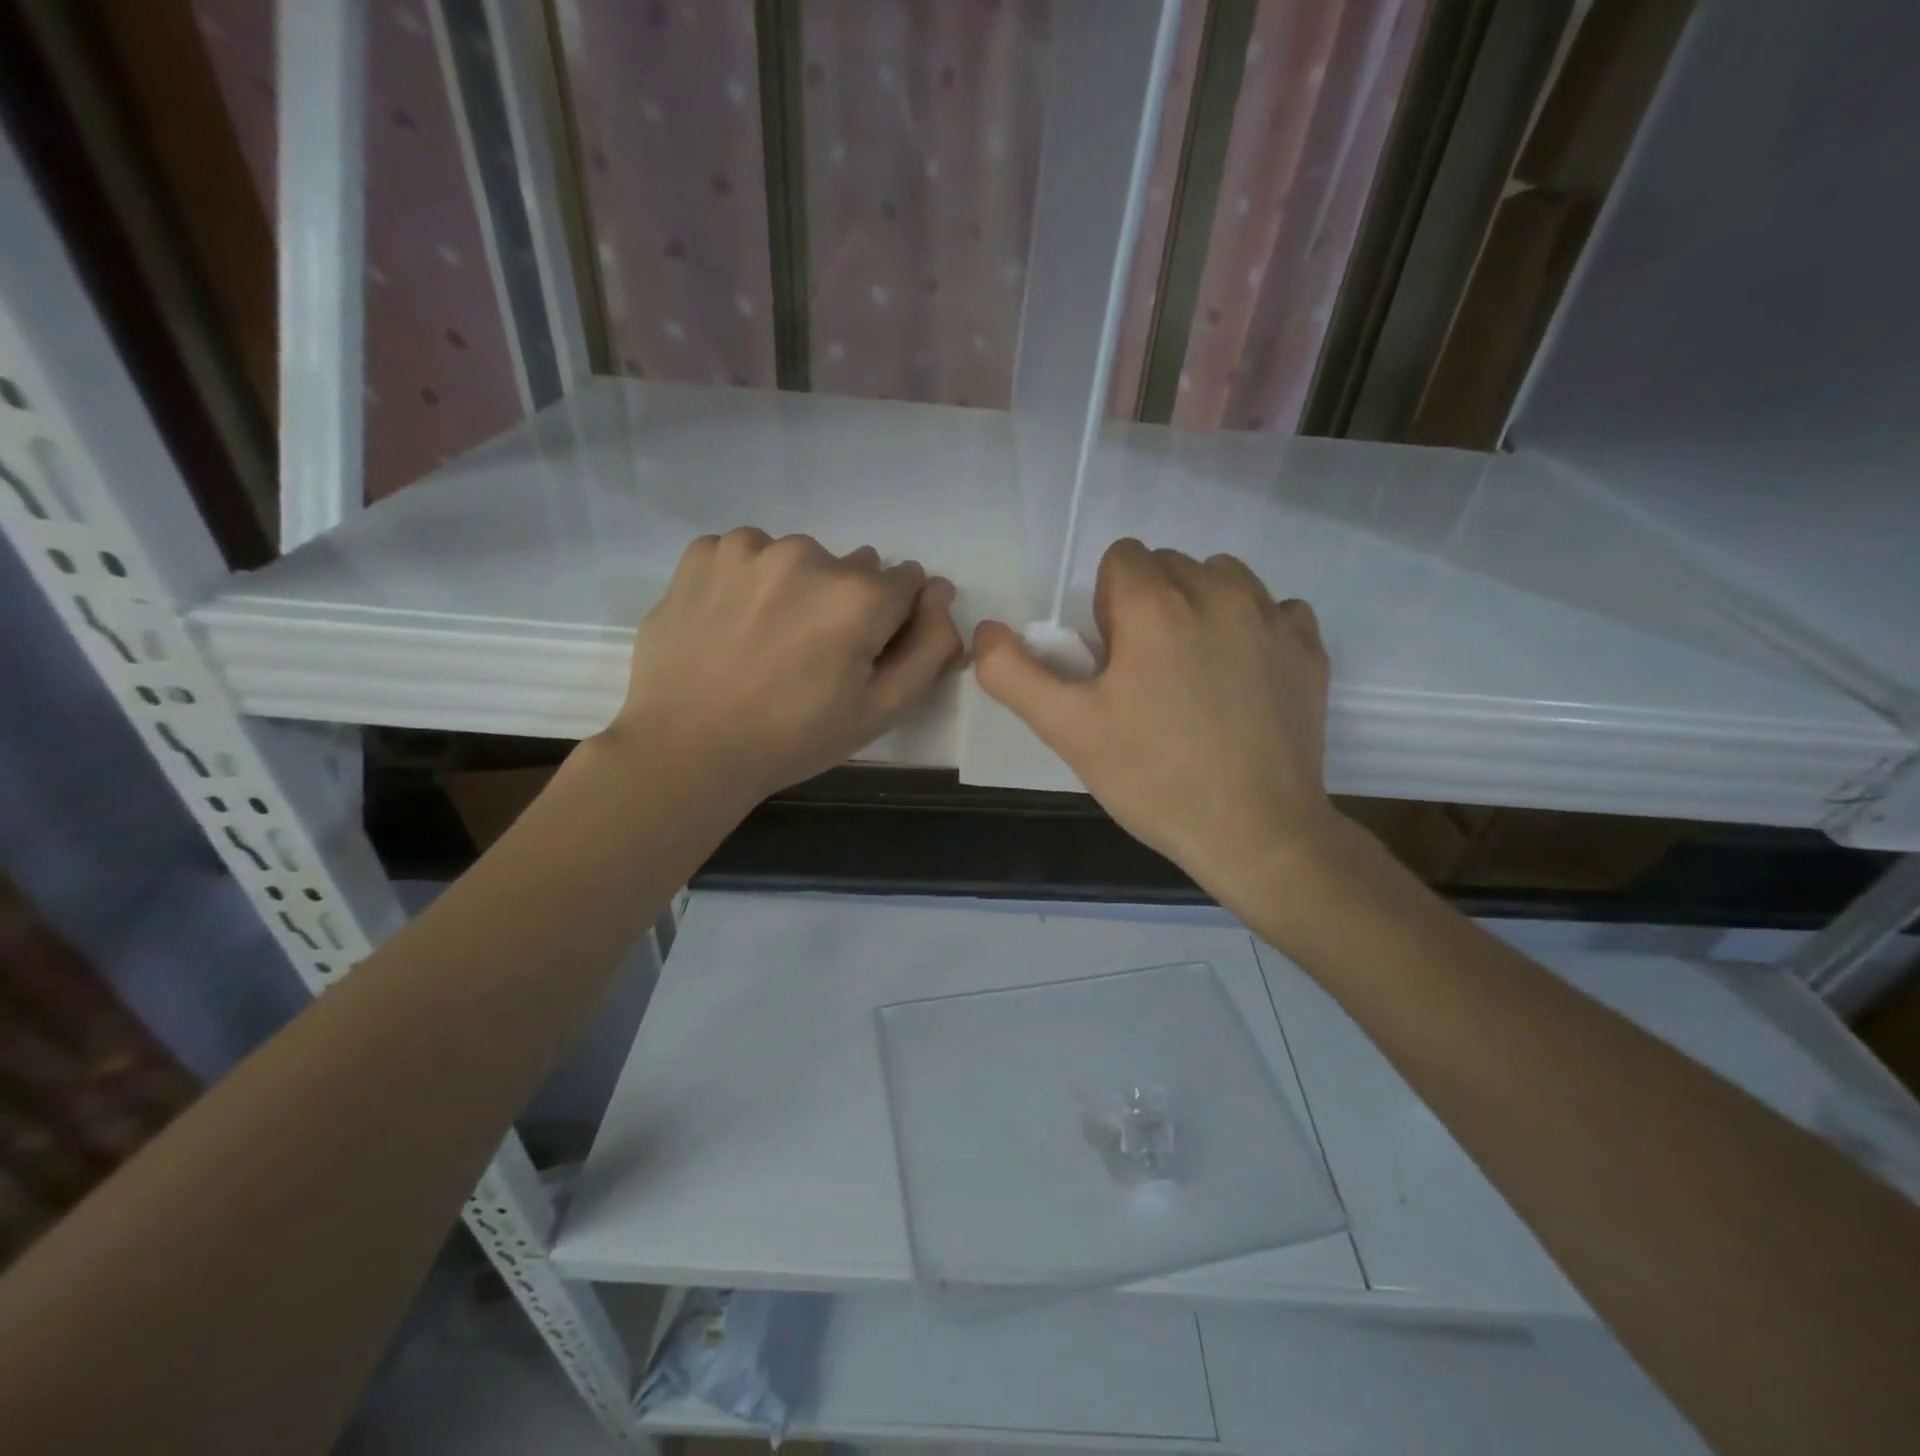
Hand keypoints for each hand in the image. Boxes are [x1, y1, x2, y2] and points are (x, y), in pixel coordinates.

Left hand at [608, 529, 963, 805]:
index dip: (892, 621)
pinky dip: (748, 581)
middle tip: (810, 656)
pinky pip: (747, 555)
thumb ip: (930, 647)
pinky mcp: (703, 552)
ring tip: (766, 640)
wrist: (687, 750)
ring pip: (798, 559)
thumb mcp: (882, 709)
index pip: (907, 582)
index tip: (861, 655)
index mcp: (859, 595)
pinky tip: (731, 622)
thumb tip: (940, 591)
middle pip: (852, 569)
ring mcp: (749, 548)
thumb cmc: (794, 737)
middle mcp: (808, 554)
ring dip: (796, 588)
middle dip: (844, 603)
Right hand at [972, 539, 1338, 908]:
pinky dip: (1252, 631)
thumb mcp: (1067, 730)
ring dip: (1200, 610)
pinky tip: (1243, 683)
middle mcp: (1220, 591)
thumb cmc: (1154, 779)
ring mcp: (1273, 617)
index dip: (1106, 609)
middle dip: (1149, 607)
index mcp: (1157, 604)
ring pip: (1221, 579)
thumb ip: (1013, 673)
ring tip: (1195, 676)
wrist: (1257, 833)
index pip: (1120, 558)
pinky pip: (1274, 610)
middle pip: (1169, 565)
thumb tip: (985, 630)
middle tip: (1147, 679)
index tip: (1114, 664)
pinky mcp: (1309, 647)